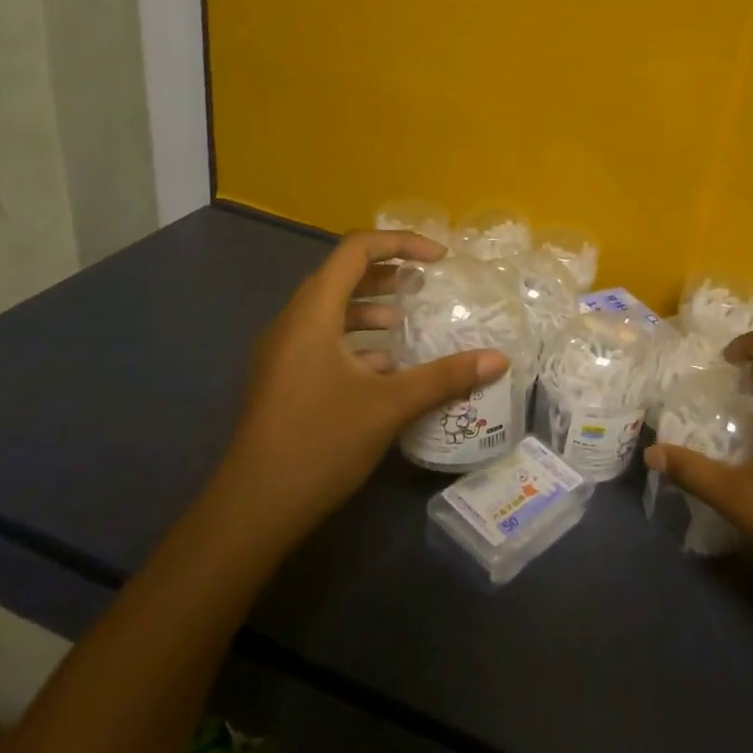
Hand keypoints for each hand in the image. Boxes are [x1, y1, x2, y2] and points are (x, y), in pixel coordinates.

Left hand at [217, 230, 508, 547]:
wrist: (254, 509)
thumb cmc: (320, 443)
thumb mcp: (390, 406)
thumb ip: (445, 377)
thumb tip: (498, 359)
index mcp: (313, 314)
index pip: (355, 250)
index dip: (400, 243)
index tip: (439, 258)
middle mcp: (293, 323)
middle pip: (341, 276)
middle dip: (386, 273)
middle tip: (425, 284)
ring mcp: (283, 353)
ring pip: (331, 310)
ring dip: (370, 306)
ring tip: (405, 320)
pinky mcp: (284, 379)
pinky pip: (323, 339)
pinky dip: (355, 338)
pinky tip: (384, 366)